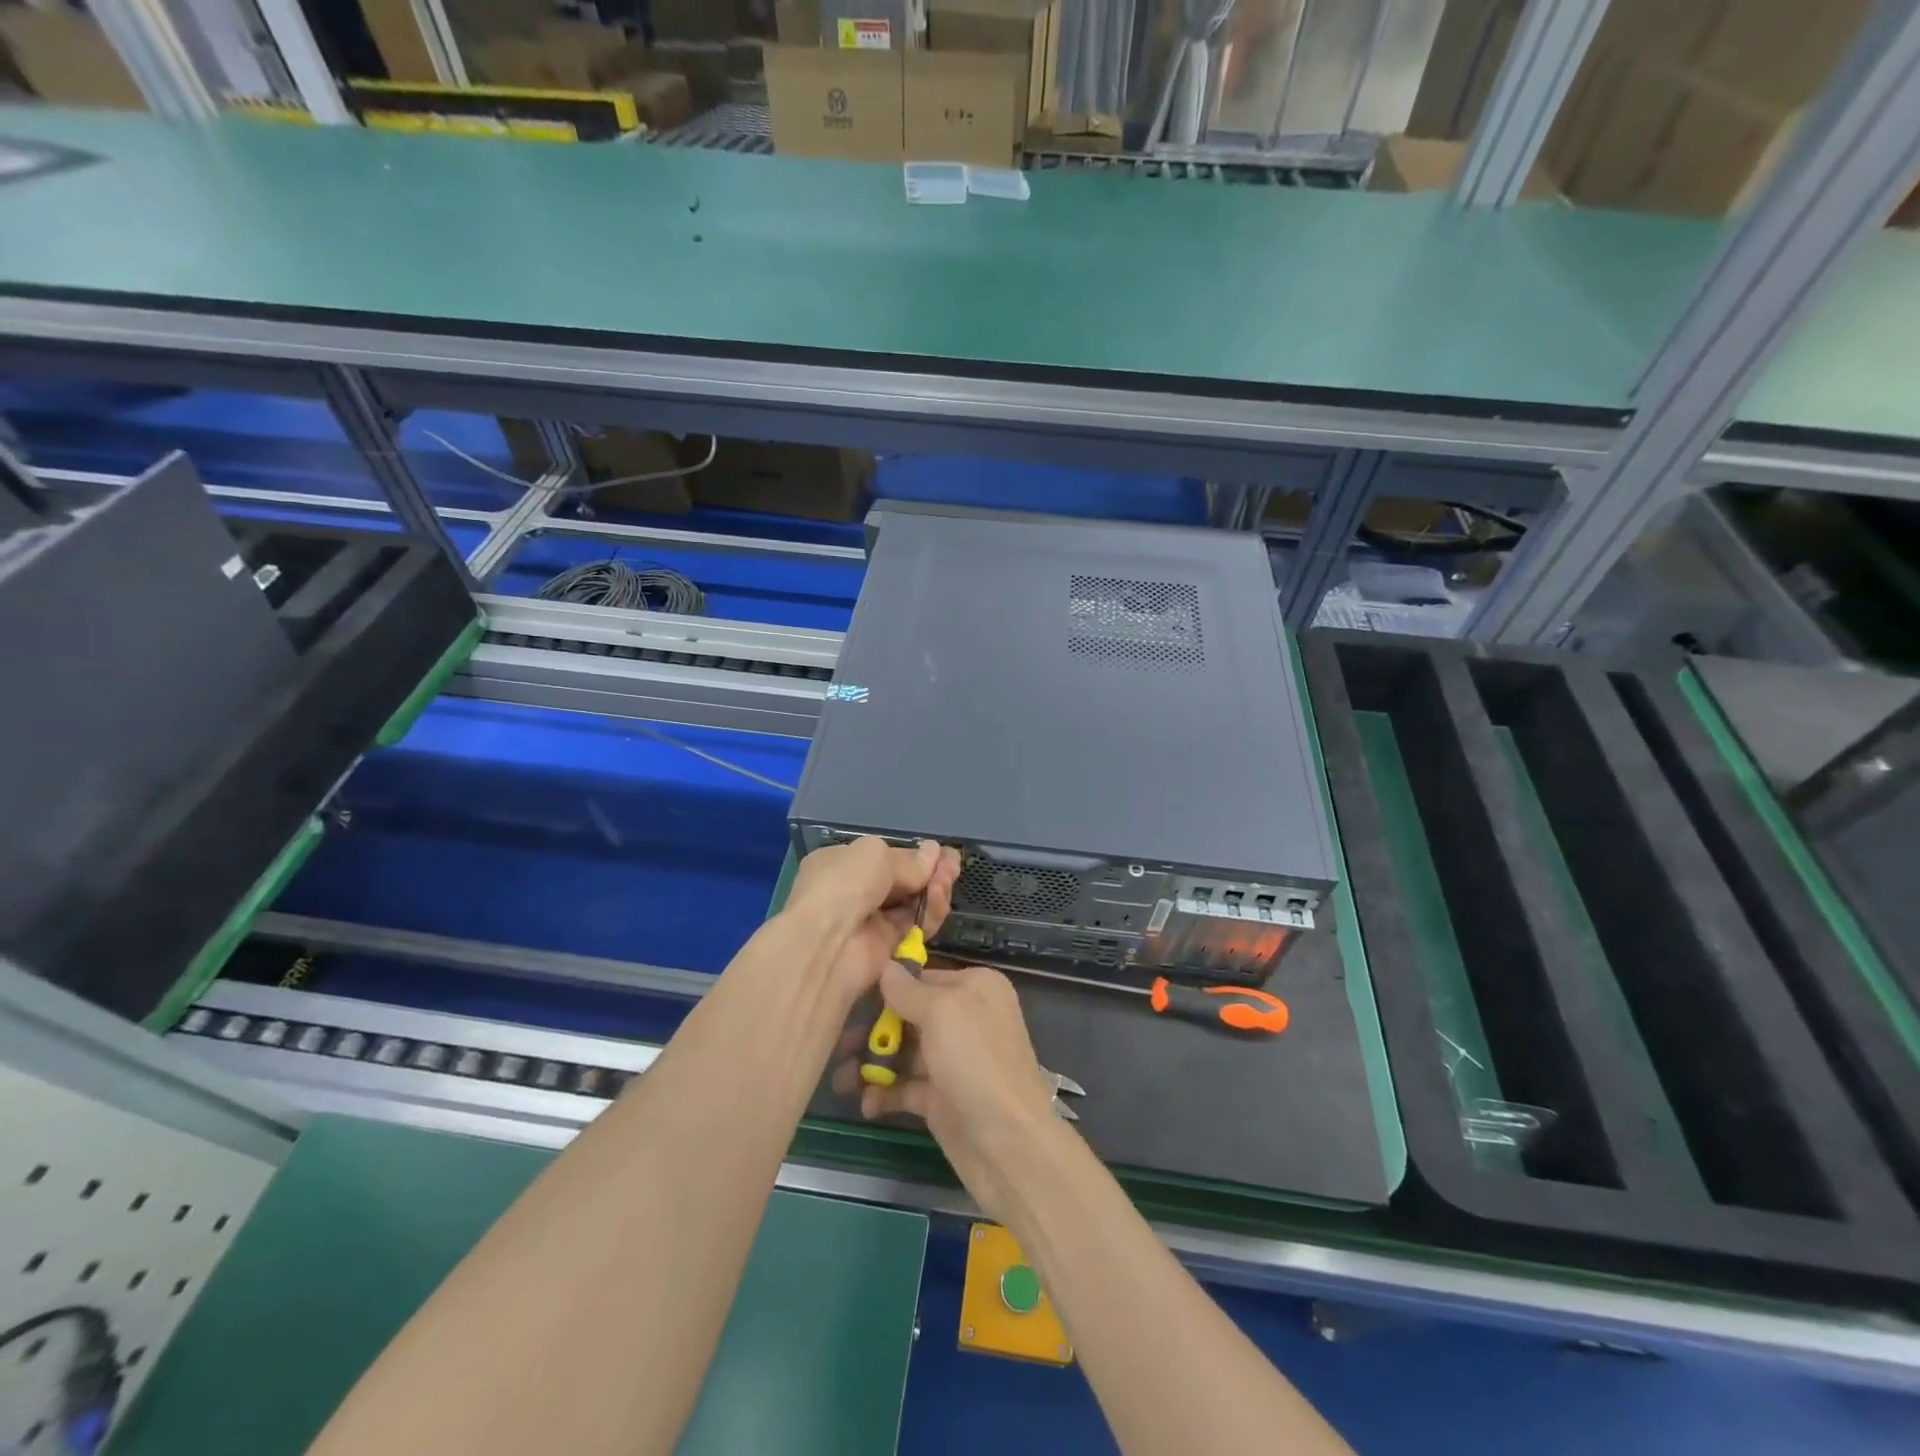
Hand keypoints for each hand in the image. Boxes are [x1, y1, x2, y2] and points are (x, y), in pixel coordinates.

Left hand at [785, 838, 959, 1005]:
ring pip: (911, 902)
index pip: (883, 857)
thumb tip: (933, 854)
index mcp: (840, 863)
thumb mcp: (875, 854)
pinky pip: (915, 926)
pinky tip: (940, 898)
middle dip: (929, 871)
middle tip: (954, 864)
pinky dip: (930, 913)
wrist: (828, 944)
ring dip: (933, 889)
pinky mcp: (887, 947)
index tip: (940, 852)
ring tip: (949, 878)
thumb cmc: (844, 885)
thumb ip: (908, 860)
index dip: (912, 855)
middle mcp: (853, 891)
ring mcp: (870, 920)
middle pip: (901, 880)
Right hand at [855, 963, 1063, 1224]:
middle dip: (874, 1030)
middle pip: (909, 1015)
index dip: (888, 988)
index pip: (923, 977)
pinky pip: (906, 1087)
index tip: (850, 996)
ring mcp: (953, 1060)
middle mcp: (966, 1018)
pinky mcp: (942, 1097)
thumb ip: (909, 990)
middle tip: (839, 1045)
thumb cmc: (975, 1061)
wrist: (1008, 1144)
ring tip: (840, 1081)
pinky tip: (866, 1104)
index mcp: (976, 987)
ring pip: (904, 1052)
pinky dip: (884, 1093)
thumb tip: (887, 964)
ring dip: (871, 1064)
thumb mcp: (942, 1012)